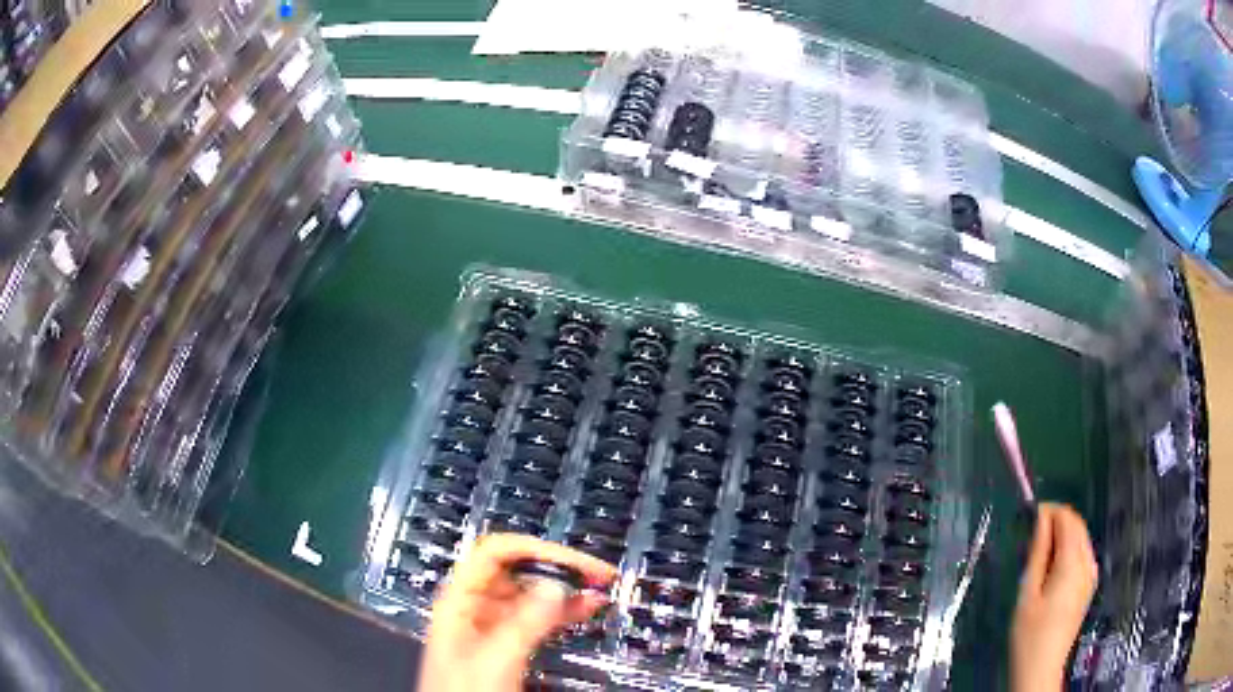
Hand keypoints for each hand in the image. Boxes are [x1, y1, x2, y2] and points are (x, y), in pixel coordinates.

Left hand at [418, 534, 618, 691]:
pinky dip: (562, 611)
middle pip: (515, 570)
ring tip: (598, 587)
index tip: (572, 561)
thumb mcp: (496, 658)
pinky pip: (536, 618)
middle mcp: (473, 609)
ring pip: (530, 595)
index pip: (494, 553)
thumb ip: (525, 621)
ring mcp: (490, 628)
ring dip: (565, 589)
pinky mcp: (506, 646)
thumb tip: (555, 585)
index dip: (534, 550)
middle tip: (592, 573)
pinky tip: (584, 608)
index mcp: (458, 602)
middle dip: (556, 567)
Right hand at [1010, 503, 1097, 691]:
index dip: (1050, 510)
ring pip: (1082, 537)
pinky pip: (1083, 553)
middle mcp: (1087, 562)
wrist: (1042, 668)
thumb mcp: (1028, 593)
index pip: (1068, 519)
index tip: (1031, 513)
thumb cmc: (1029, 634)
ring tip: (1040, 550)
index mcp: (1072, 562)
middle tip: (1032, 532)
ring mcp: (1091, 574)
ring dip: (1064, 533)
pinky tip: (1054, 565)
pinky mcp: (1089, 585)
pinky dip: (1070, 547)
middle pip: (1078, 524)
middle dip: (1057, 520)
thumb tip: (1041, 519)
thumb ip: (1038, 553)